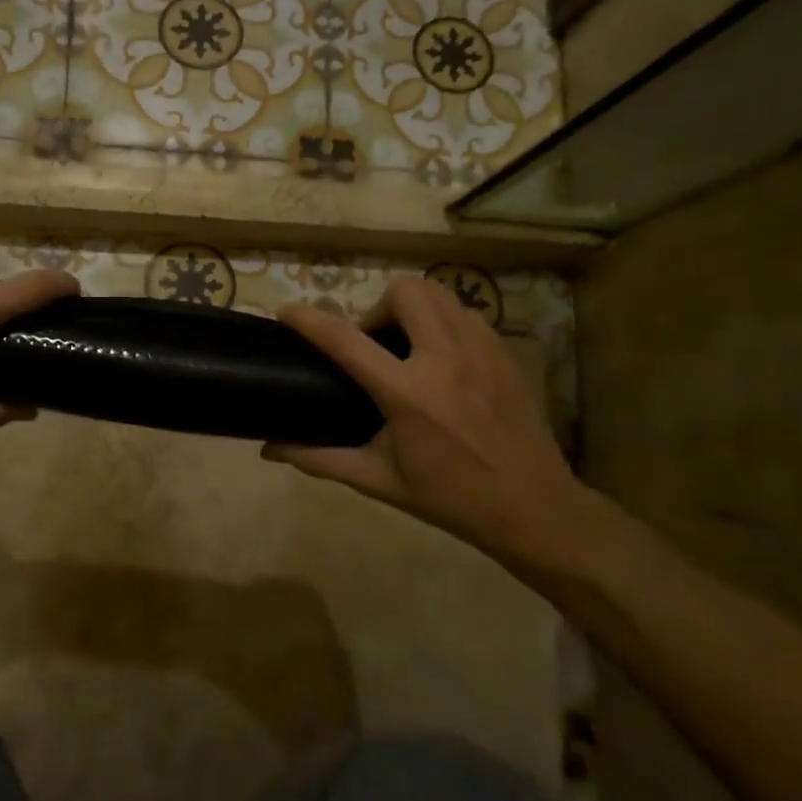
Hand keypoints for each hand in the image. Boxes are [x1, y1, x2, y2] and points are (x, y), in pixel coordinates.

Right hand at [264, 278, 588, 568]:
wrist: (533, 508)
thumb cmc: (449, 498)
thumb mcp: (379, 481)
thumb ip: (320, 460)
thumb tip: (268, 450)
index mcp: (408, 394)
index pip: (346, 340)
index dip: (309, 319)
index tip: (286, 310)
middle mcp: (445, 359)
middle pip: (403, 292)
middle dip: (376, 307)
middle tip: (373, 344)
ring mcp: (482, 351)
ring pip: (439, 293)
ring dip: (411, 308)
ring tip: (407, 346)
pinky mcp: (505, 353)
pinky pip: (466, 313)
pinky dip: (443, 321)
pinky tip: (442, 357)